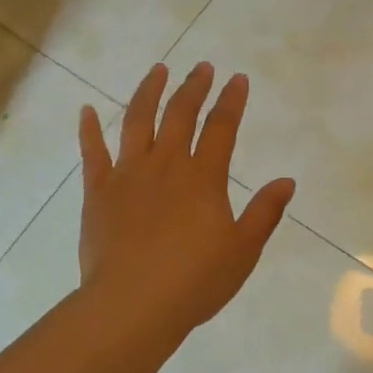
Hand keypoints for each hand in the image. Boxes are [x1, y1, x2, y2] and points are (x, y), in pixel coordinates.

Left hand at [78, 62, 295, 340]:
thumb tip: (286, 181)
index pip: (221, 127)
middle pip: (180, 115)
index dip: (231, 100)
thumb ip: (264, 212)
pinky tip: (86, 110)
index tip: (237, 79)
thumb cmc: (195, 281)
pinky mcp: (98, 192)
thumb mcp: (243, 250)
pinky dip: (88, 129)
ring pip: (137, 121)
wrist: (133, 305)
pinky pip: (92, 153)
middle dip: (193, 87)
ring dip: (148, 92)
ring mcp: (128, 175)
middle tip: (202, 67)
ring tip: (157, 70)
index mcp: (203, 178)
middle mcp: (166, 165)